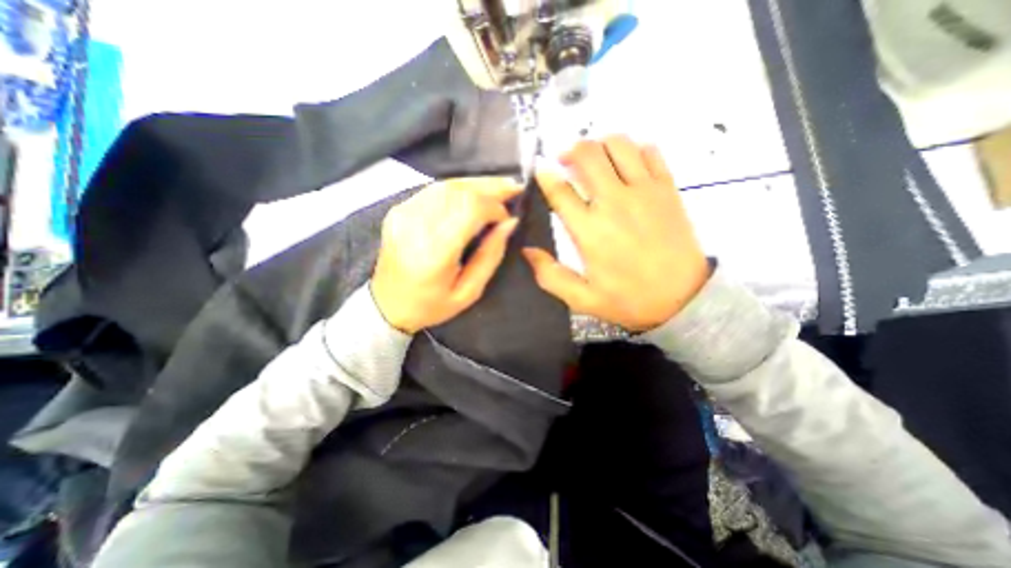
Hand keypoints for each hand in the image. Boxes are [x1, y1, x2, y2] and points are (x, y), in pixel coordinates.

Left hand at [369, 179, 520, 331]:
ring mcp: (403, 214)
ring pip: (446, 185)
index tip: (507, 218)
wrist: (387, 305)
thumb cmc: (431, 305)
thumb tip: (509, 223)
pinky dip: (458, 188)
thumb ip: (490, 256)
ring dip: (476, 184)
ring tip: (498, 188)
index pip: (469, 208)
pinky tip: (472, 194)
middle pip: (459, 191)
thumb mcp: (469, 292)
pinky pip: (433, 190)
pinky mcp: (398, 210)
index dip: (494, 206)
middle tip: (513, 188)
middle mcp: (416, 225)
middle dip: (490, 187)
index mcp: (434, 251)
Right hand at [526, 135, 704, 332]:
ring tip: (594, 158)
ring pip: (618, 145)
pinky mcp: (667, 189)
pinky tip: (627, 164)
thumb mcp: (582, 299)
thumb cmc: (629, 300)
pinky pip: (650, 152)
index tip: (540, 171)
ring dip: (600, 145)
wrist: (683, 300)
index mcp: (589, 230)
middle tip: (565, 161)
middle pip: (587, 155)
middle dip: (570, 151)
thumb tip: (527, 251)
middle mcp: (614, 202)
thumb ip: (550, 275)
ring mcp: (644, 191)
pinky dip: (634, 149)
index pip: (559, 190)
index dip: (544, 176)